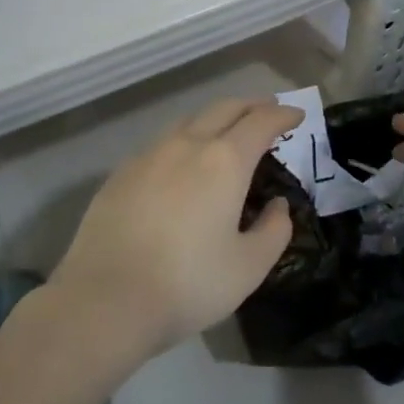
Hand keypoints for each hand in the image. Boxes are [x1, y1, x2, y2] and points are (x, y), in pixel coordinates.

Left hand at [48, 97, 301, 359]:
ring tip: (227, 130)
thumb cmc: (188, 284)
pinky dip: (184, 139)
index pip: (260, 122)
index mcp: (224, 161)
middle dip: (251, 105)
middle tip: (268, 110)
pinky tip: (182, 161)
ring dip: (215, 118)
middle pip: (224, 109)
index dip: (282, 114)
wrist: (105, 299)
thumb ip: (273, 231)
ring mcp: (149, 155)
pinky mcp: (120, 172)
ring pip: (189, 120)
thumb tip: (278, 206)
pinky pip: (161, 143)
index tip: (297, 115)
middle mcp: (186, 145)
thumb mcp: (248, 267)